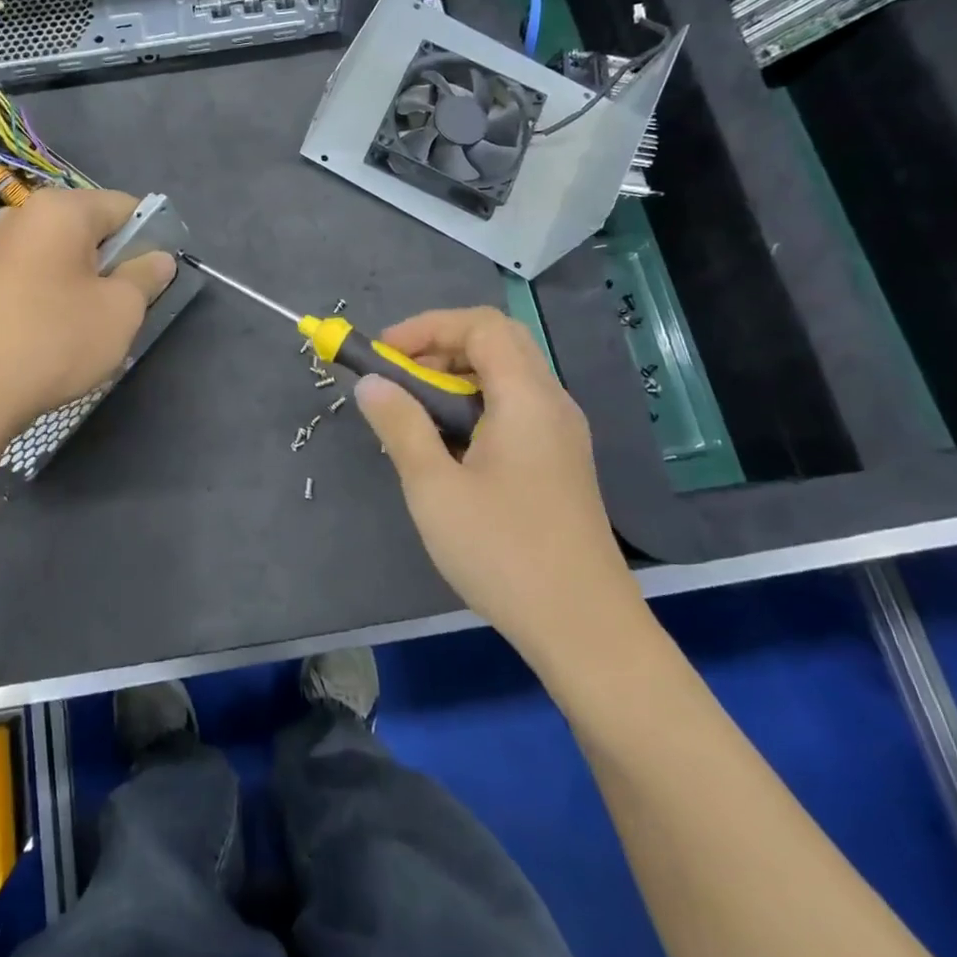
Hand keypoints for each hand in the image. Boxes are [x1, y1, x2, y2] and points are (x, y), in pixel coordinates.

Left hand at [0, 187, 177, 437]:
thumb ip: (146, 276)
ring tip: (91, 326)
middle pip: (91, 229)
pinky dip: (55, 295)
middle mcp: (24, 215)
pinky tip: (56, 334)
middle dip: (116, 262)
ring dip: (86, 282)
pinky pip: (35, 274)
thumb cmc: (54, 340)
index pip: (125, 207)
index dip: (151, 238)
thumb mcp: (120, 311)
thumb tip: (159, 258)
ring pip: (63, 255)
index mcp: (61, 209)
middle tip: (127, 307)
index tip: (158, 278)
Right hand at [352, 307, 638, 655]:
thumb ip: (401, 426)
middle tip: (400, 375)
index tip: (385, 353)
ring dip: (457, 375)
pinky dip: (476, 403)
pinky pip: (515, 407)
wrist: (585, 630)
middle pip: (498, 341)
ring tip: (416, 411)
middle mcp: (552, 403)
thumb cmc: (504, 553)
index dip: (428, 326)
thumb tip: (370, 383)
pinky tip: (450, 446)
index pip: (481, 325)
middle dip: (441, 345)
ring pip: (507, 374)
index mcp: (527, 398)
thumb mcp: (435, 488)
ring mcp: (562, 433)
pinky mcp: (561, 461)